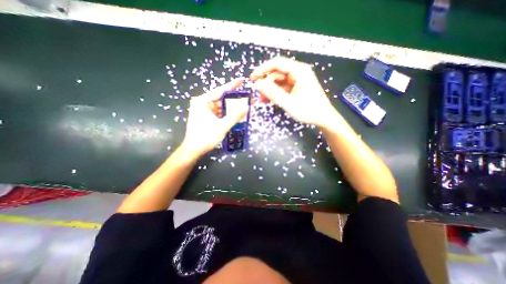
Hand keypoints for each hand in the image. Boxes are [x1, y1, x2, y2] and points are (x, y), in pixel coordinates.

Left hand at [182, 78, 247, 157]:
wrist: (193, 150)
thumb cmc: (205, 138)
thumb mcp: (222, 126)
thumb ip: (235, 116)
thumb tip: (246, 106)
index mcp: (202, 101)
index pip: (220, 91)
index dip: (232, 86)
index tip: (241, 81)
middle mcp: (202, 103)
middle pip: (221, 98)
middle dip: (235, 99)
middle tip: (247, 98)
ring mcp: (204, 110)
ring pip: (221, 106)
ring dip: (232, 107)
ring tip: (244, 107)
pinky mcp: (206, 116)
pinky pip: (219, 112)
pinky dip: (228, 113)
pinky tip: (236, 114)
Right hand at [250, 55, 338, 128]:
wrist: (323, 119)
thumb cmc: (309, 111)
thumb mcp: (289, 103)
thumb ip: (273, 93)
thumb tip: (257, 84)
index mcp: (299, 71)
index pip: (277, 63)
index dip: (262, 69)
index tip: (252, 78)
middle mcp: (298, 72)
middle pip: (277, 73)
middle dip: (265, 83)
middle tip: (257, 94)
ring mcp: (297, 80)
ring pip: (278, 81)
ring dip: (269, 90)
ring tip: (262, 100)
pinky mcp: (296, 88)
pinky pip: (282, 88)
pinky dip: (275, 93)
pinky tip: (269, 100)